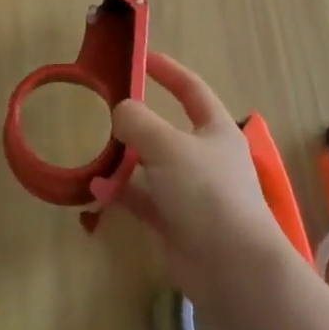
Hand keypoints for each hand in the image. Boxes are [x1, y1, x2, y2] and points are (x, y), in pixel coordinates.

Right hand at [112, 54, 291, 305]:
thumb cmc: (208, 194)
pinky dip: (120, 192)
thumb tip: (120, 112)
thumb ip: (138, 121)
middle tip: (103, 109)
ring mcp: (190, 193)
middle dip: (136, 121)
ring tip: (93, 151)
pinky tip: (95, 188)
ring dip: (123, 159)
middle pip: (166, 129)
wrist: (235, 272)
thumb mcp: (168, 145)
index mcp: (215, 131)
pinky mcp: (175, 224)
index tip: (141, 58)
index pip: (191, 89)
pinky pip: (141, 199)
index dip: (168, 71)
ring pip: (150, 165)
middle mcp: (204, 158)